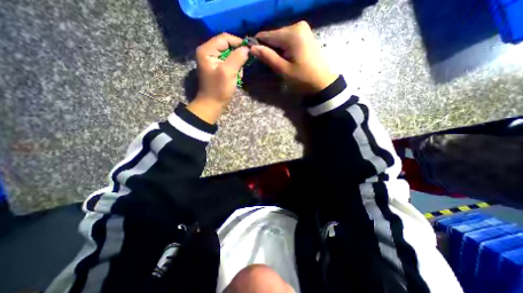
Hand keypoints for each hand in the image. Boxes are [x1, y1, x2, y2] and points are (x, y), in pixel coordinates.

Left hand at [197, 32, 248, 103]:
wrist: (212, 104)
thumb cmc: (219, 89)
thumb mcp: (228, 72)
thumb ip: (237, 58)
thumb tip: (247, 49)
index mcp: (207, 50)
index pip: (225, 38)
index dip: (238, 42)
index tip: (250, 50)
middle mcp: (208, 52)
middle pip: (227, 46)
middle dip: (238, 56)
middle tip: (243, 66)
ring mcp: (212, 61)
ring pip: (230, 55)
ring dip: (237, 64)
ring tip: (238, 75)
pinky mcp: (217, 68)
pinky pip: (229, 63)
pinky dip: (234, 69)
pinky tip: (236, 77)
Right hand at [250, 22, 339, 93]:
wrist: (322, 81)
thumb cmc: (303, 78)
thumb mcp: (284, 70)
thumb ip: (268, 57)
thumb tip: (252, 48)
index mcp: (292, 34)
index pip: (268, 35)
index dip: (258, 44)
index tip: (251, 53)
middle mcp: (297, 26)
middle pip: (275, 35)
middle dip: (268, 48)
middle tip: (266, 62)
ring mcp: (303, 29)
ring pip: (281, 38)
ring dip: (276, 49)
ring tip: (276, 62)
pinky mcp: (305, 35)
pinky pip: (288, 39)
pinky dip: (283, 48)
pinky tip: (284, 58)